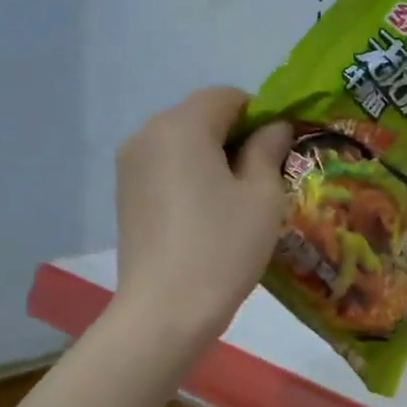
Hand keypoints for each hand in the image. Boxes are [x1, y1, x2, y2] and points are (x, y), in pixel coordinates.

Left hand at [108, 87, 291, 343]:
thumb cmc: (223, 247)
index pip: (227, 96)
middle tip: (265, 179)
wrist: (166, 310)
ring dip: (214, 159)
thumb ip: (269, 150)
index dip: (261, 116)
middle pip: (202, 117)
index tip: (281, 152)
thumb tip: (274, 128)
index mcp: (182, 125)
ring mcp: (130, 165)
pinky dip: (192, 178)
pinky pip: (167, 168)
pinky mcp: (125, 195)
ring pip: (183, 144)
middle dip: (237, 137)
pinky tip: (209, 216)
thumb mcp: (263, 196)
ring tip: (238, 202)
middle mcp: (148, 134)